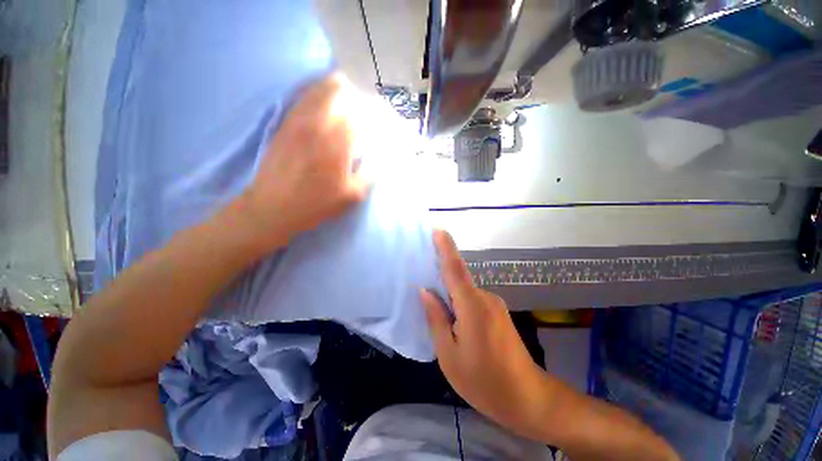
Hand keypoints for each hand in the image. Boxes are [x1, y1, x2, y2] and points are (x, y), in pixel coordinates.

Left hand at [236, 75, 368, 250]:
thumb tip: (376, 159)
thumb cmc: (315, 204)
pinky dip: (312, 91)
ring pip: (318, 93)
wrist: (273, 207)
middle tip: (361, 94)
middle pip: (338, 96)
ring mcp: (298, 124)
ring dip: (332, 86)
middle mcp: (319, 128)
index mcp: (338, 146)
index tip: (376, 113)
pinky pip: (300, 100)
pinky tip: (319, 91)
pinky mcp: (285, 125)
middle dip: (352, 92)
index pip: (358, 118)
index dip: (369, 113)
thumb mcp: (351, 197)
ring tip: (343, 83)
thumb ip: (367, 175)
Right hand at [420, 230, 551, 440]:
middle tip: (422, 280)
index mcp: (472, 306)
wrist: (529, 399)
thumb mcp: (449, 354)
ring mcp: (494, 304)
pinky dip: (459, 301)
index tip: (438, 231)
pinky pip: (472, 299)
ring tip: (435, 307)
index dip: (446, 248)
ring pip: (465, 291)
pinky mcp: (497, 312)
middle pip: (458, 279)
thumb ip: (436, 318)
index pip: (455, 269)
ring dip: (449, 293)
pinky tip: (452, 318)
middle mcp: (485, 298)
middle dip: (441, 275)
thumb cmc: (484, 381)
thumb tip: (425, 291)